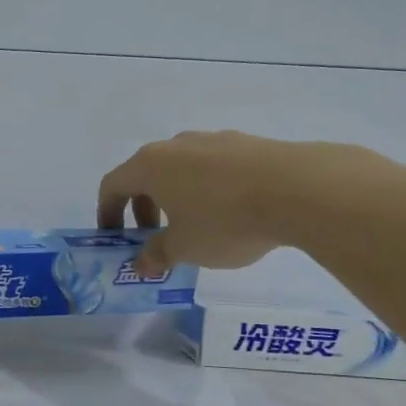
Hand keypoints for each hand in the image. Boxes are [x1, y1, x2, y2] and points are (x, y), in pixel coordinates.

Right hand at [97, 130, 353, 276]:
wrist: (299, 189)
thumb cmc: (224, 220)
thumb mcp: (184, 248)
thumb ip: (157, 255)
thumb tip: (141, 264)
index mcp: (150, 165)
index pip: (113, 185)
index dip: (107, 213)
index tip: (115, 238)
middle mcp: (176, 146)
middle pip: (146, 174)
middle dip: (144, 207)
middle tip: (155, 237)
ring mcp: (213, 140)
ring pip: (182, 169)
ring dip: (177, 197)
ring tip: (197, 227)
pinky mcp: (247, 144)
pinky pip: (214, 168)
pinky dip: (209, 189)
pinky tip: (232, 214)